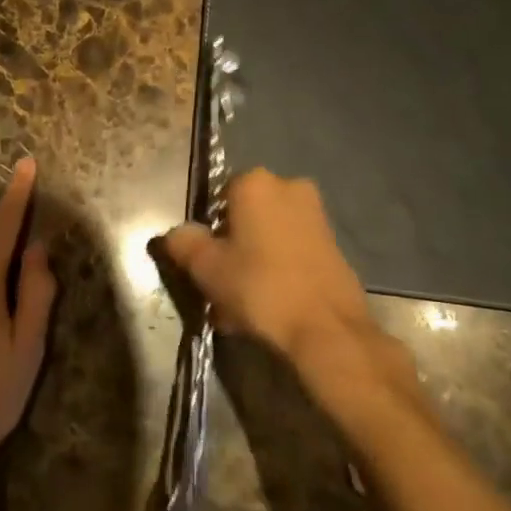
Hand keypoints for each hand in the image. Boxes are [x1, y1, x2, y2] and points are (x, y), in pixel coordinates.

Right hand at [162, 168, 390, 379]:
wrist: (328, 329)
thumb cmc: (261, 287)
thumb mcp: (208, 268)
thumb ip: (184, 243)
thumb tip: (176, 233)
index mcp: (255, 182)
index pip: (218, 198)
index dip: (209, 232)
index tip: (206, 265)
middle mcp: (288, 186)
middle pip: (246, 217)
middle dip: (233, 249)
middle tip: (222, 290)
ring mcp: (316, 215)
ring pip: (270, 237)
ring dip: (255, 263)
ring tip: (243, 309)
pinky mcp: (334, 244)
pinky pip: (293, 252)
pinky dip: (280, 271)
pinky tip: (271, 309)